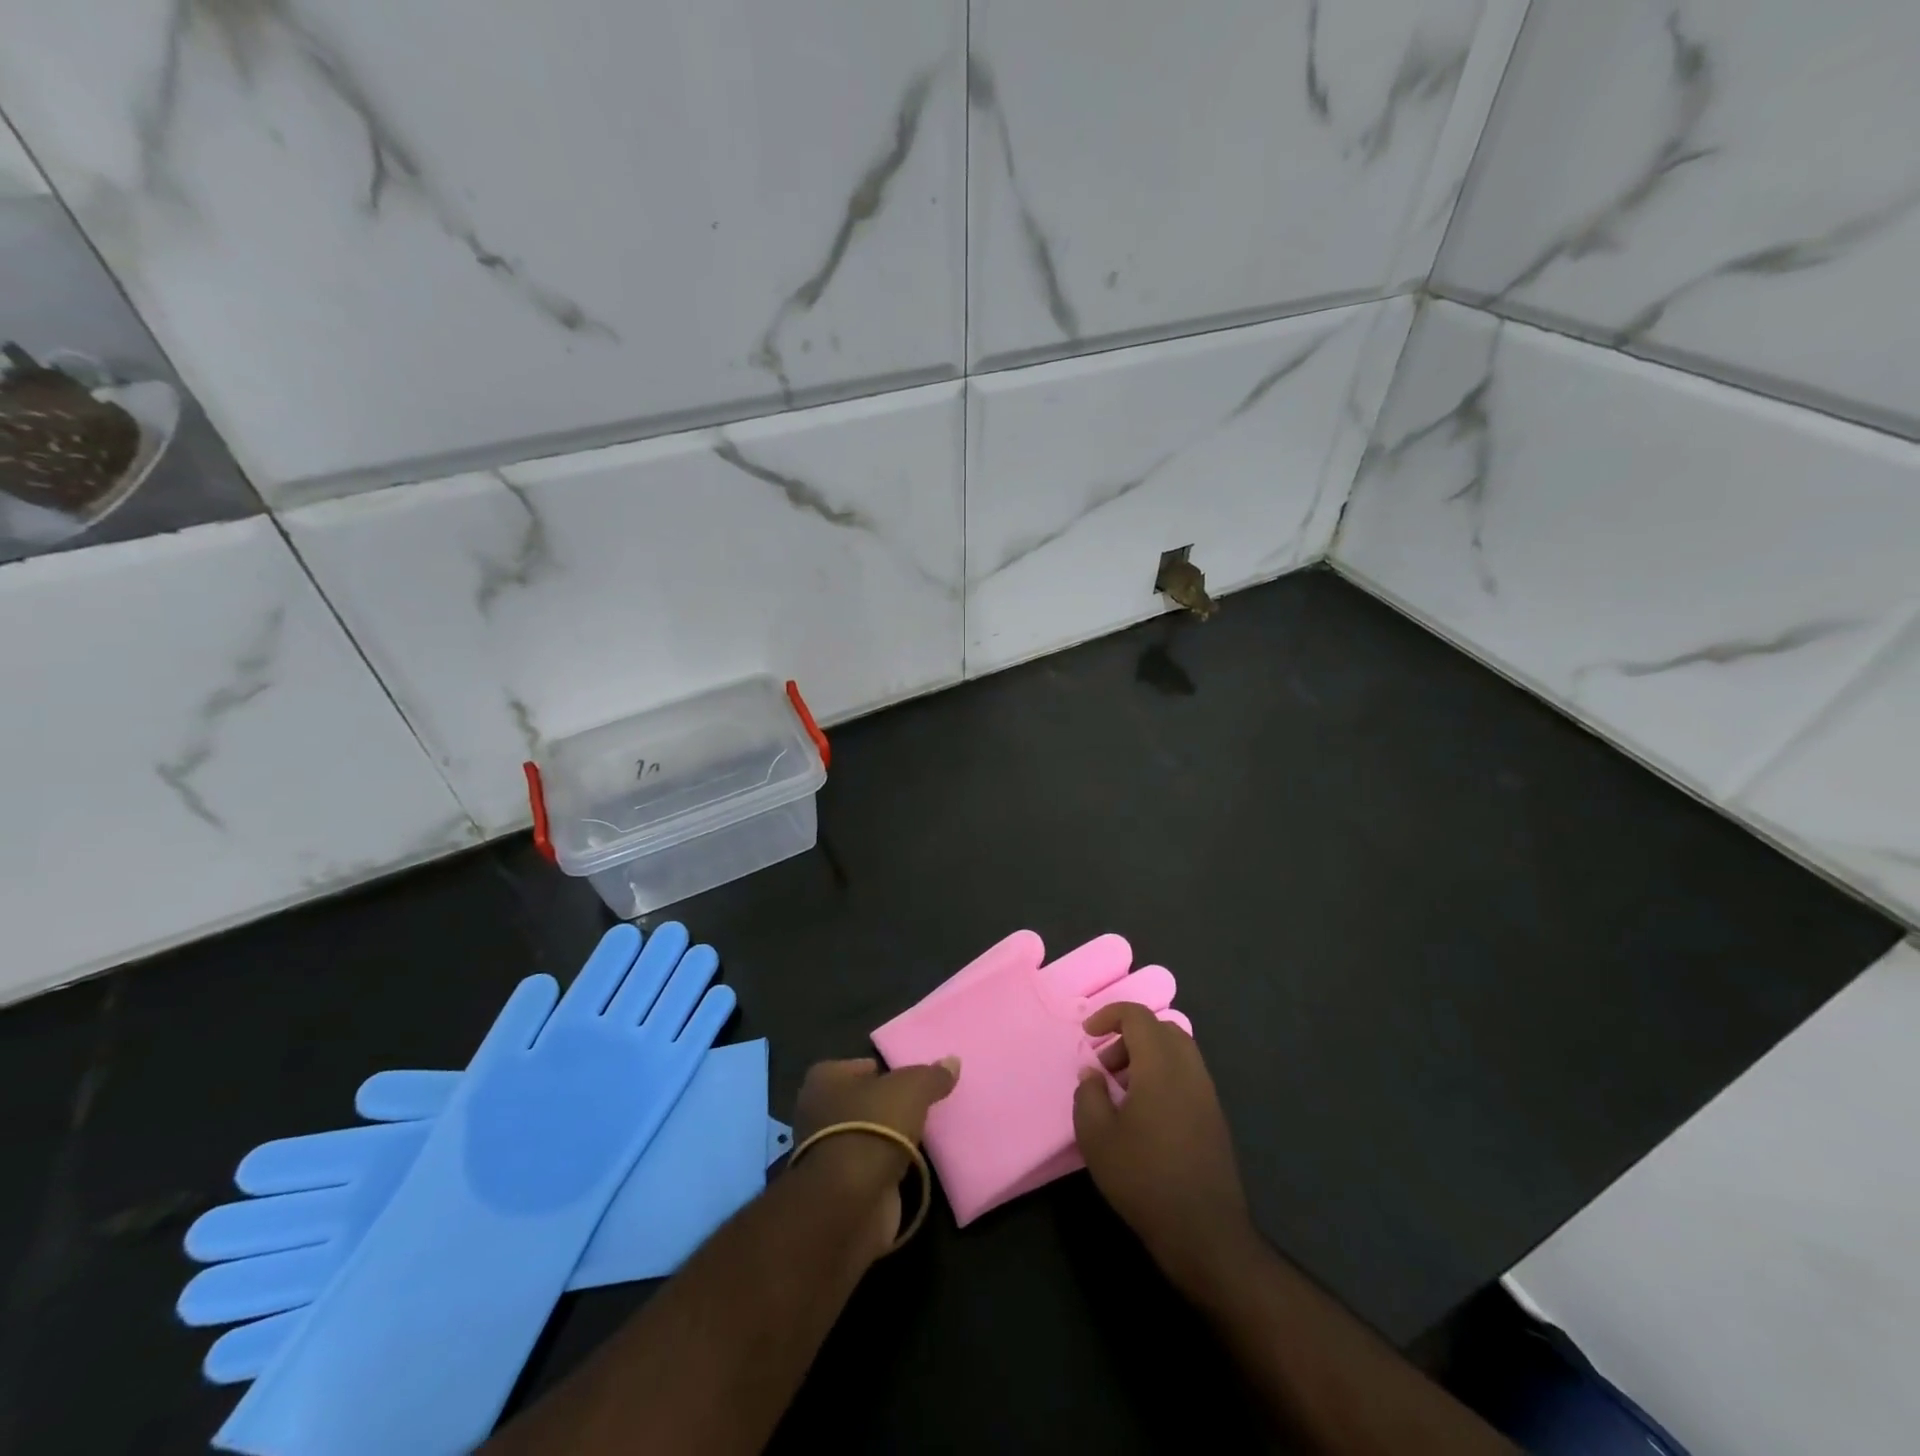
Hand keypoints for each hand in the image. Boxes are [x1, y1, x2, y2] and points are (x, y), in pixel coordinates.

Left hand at [791, 1056, 958, 1257]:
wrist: (852, 1201)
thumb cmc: (874, 1126)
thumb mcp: (912, 1089)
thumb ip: (932, 1075)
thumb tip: (953, 1061)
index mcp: (825, 1078)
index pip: (862, 1066)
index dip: (887, 1070)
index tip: (912, 1080)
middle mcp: (817, 1111)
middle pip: (864, 1100)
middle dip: (888, 1105)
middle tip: (921, 1105)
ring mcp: (827, 1152)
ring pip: (867, 1134)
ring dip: (889, 1138)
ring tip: (923, 1134)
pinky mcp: (839, 1186)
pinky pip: (872, 1166)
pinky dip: (888, 1166)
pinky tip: (912, 1164)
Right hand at [1072, 1003, 1257, 1299]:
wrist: (1204, 1232)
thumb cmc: (1143, 1178)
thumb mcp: (1096, 1136)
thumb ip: (1088, 1094)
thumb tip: (1093, 1073)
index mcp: (1161, 1065)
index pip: (1137, 1016)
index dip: (1109, 1015)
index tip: (1087, 1035)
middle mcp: (1189, 1069)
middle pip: (1161, 1028)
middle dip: (1129, 1035)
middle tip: (1105, 1065)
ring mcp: (1207, 1093)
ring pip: (1177, 1050)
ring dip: (1147, 1056)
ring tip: (1121, 1090)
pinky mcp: (1215, 1116)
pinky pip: (1187, 1074)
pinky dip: (1163, 1075)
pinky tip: (1145, 1112)